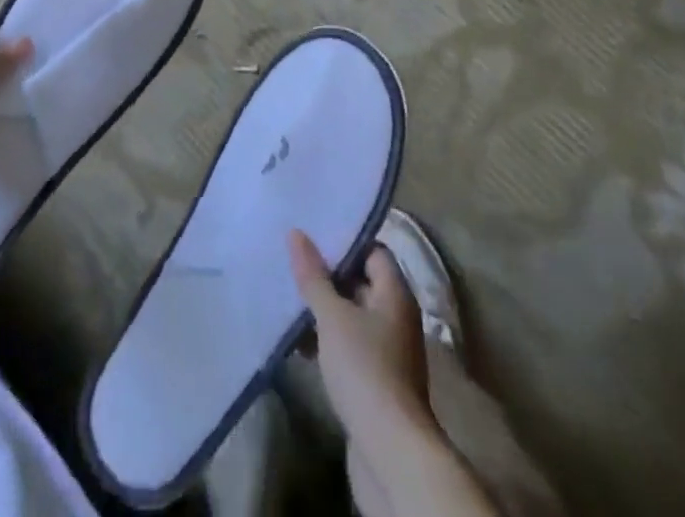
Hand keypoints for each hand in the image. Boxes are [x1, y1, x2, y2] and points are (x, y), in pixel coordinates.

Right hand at [289, 229, 433, 440]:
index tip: (312, 234)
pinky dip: (327, 340)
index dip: (345, 241)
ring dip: (323, 310)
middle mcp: (396, 317)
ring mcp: (388, 351)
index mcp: (395, 294)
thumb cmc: (365, 369)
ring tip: (288, 299)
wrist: (390, 452)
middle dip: (328, 275)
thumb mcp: (333, 316)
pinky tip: (298, 342)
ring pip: (352, 316)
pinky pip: (349, 345)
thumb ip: (314, 276)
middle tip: (293, 262)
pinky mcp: (375, 380)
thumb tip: (297, 233)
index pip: (373, 251)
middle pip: (361, 282)